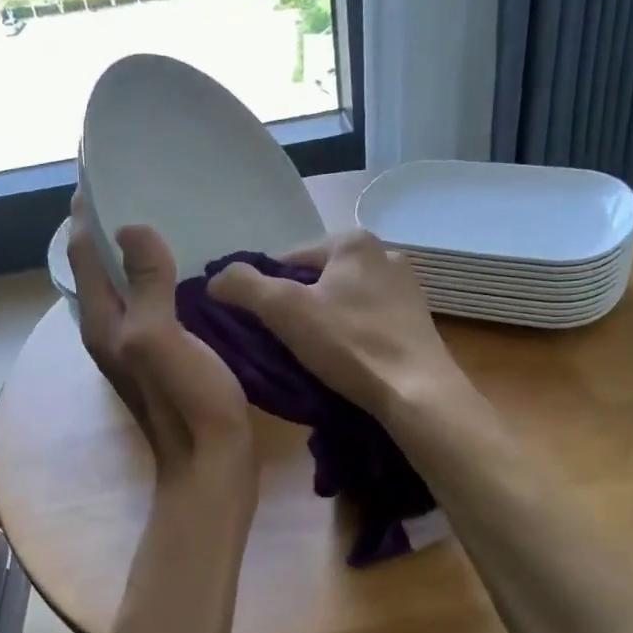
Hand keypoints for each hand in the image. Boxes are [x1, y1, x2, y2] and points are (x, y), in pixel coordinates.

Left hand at [69, 199, 254, 488]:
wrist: (211, 465)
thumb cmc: (186, 401)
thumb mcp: (159, 337)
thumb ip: (145, 283)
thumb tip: (130, 227)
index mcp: (102, 320)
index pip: (80, 251)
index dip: (86, 210)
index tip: (103, 168)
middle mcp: (111, 328)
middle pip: (101, 264)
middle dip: (112, 223)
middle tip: (142, 182)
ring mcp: (137, 343)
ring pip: (129, 282)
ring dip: (139, 249)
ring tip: (168, 212)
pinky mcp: (165, 353)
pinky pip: (156, 299)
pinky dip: (164, 274)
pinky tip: (193, 265)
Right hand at [207, 229, 468, 421]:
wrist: (417, 392)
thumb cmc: (349, 344)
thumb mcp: (285, 310)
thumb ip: (243, 286)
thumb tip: (215, 279)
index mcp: (353, 240)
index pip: (287, 259)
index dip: (263, 290)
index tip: (256, 325)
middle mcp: (385, 252)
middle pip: (317, 279)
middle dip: (297, 306)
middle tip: (282, 343)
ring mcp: (406, 288)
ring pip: (343, 300)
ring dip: (323, 322)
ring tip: (311, 356)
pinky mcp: (417, 320)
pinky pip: (367, 320)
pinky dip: (350, 335)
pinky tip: (344, 360)